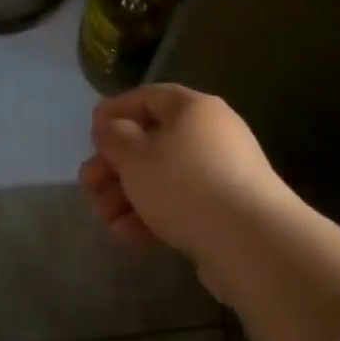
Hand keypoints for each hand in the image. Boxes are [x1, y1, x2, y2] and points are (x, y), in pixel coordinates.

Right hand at [78, 84, 298, 280]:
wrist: (251, 243)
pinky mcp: (225, 213)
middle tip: (88, 184)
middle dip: (114, 165)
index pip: (148, 97)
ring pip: (162, 178)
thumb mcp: (135, 155)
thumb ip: (114, 136)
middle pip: (152, 142)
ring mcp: (221, 175)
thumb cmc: (185, 184)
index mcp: (193, 109)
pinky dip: (152, 215)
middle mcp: (211, 135)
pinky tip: (127, 235)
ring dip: (127, 195)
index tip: (90, 131)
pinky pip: (180, 205)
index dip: (115, 111)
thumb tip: (110, 127)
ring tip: (103, 218)